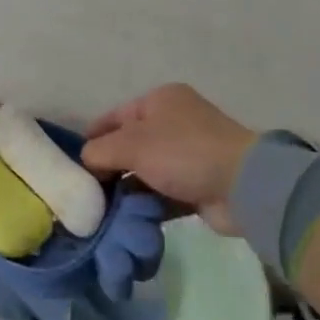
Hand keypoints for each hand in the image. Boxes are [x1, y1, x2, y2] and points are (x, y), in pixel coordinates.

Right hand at [80, 85, 256, 233]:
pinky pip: (162, 193)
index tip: (75, 164)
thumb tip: (87, 164)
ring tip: (104, 210)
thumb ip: (98, 152)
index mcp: (160, 100)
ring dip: (127, 190)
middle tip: (88, 191)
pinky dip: (147, 204)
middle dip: (109, 168)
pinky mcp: (198, 184)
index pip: (114, 117)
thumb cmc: (182, 152)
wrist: (244, 186)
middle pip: (129, 145)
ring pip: (145, 172)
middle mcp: (175, 122)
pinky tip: (128, 219)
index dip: (92, 138)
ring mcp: (188, 155)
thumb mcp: (130, 145)